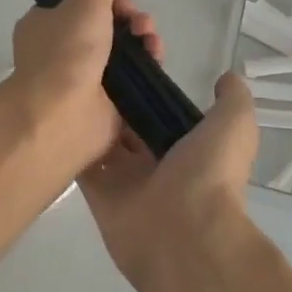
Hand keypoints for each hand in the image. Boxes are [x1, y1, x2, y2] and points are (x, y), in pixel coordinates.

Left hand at [9, 0, 163, 172]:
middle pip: (110, 25)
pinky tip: (156, 61)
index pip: (84, 3)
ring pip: (126, 51)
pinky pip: (136, 79)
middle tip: (141, 25)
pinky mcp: (110, 103)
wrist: (62, 114)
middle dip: (133, 19)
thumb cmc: (66, 50)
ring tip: (152, 43)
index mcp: (47, 24)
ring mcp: (87, 78)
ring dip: (146, 40)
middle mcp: (64, 50)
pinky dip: (149, 68)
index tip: (124, 1)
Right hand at [77, 72, 259, 288]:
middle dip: (113, 99)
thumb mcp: (234, 125)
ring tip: (67, 80)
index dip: (147, 88)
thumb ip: (232, 99)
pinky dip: (69, 144)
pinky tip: (56, 112)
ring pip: (102, 141)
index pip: (161, 112)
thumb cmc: (210, 175)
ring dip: (88, 116)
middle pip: (128, 124)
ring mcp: (125, 180)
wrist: (186, 235)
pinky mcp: (99, 195)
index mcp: (187, 146)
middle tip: (90, 65)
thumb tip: (225, 77)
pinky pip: (81, 165)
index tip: (127, 56)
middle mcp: (155, 162)